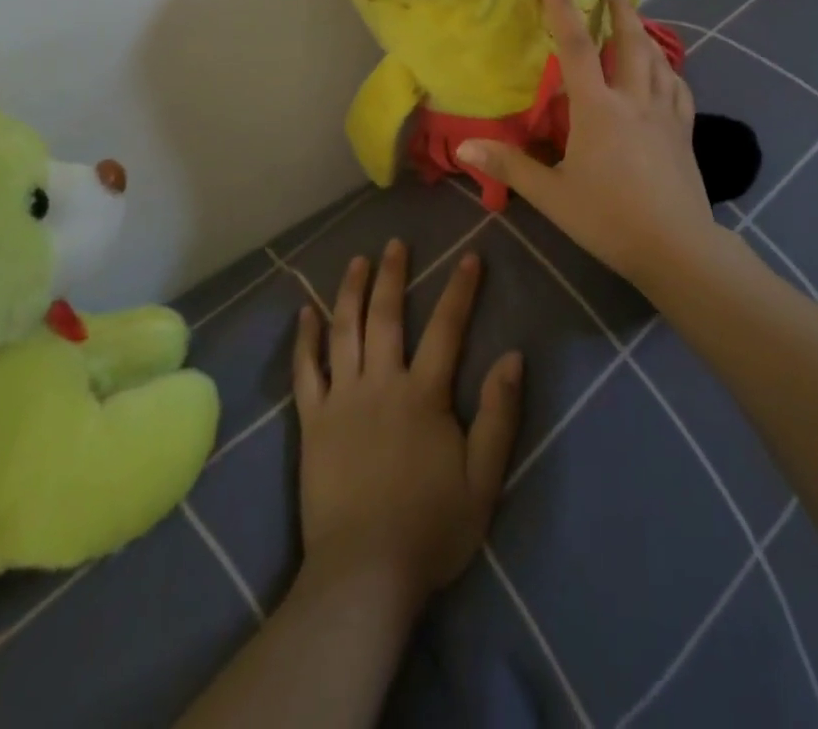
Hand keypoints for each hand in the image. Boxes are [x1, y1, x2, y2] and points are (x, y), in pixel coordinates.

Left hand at [292, 241, 522, 616]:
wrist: (364, 573)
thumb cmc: (430, 528)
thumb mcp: (483, 479)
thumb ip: (499, 415)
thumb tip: (512, 357)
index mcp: (423, 395)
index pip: (447, 329)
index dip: (460, 291)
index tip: (469, 257)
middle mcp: (380, 383)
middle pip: (387, 316)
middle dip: (393, 275)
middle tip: (395, 243)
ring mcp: (341, 399)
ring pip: (345, 330)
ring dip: (350, 291)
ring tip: (355, 261)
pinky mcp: (312, 420)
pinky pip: (305, 370)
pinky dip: (305, 338)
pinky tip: (305, 312)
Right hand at [456, 0, 724, 283]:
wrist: (677, 248)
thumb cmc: (608, 219)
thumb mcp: (552, 195)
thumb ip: (510, 166)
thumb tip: (464, 144)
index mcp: (598, 110)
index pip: (577, 48)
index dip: (562, 9)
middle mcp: (634, 101)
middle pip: (630, 44)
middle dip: (621, 11)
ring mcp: (664, 115)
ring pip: (659, 62)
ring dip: (647, 35)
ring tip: (638, 21)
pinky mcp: (684, 133)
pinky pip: (679, 90)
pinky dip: (670, 71)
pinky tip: (667, 73)